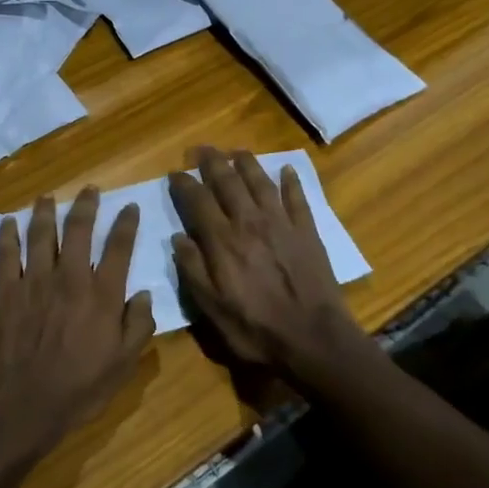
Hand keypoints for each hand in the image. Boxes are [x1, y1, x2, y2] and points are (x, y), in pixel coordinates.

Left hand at [0, 189, 155, 468]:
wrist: (23, 406)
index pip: (119, 247)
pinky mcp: (5, 292)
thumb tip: (144, 294)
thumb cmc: (79, 389)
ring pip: (41, 235)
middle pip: (79, 230)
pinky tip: (8, 222)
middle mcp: (70, 279)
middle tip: (90, 190)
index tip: (130, 207)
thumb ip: (138, 326)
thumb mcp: (124, 364)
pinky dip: (7, 235)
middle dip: (86, 205)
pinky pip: (5, 255)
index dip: (126, 223)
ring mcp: (34, 282)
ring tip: (48, 197)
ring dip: (46, 211)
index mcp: (102, 295)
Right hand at [167, 149, 370, 384]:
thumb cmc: (255, 328)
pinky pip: (297, 197)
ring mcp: (281, 223)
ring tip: (237, 151)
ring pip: (260, 182)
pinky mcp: (307, 231)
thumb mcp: (211, 309)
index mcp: (222, 240)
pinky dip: (291, 181)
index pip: (198, 200)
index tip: (175, 173)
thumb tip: (177, 238)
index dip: (184, 183)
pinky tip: (287, 170)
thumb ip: (192, 270)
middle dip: (212, 161)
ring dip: (247, 162)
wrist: (313, 338)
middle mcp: (249, 222)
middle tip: (202, 150)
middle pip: (228, 181)